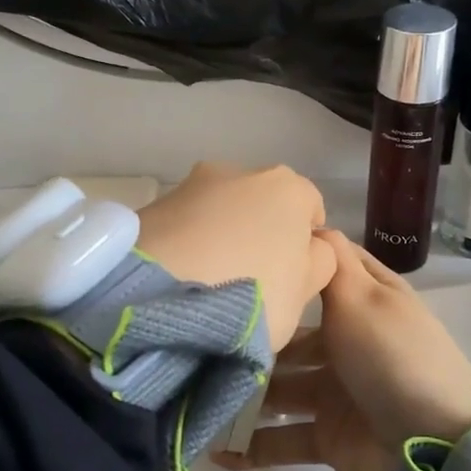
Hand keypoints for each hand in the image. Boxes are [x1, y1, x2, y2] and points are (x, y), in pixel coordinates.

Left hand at [132, 163, 336, 349]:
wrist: (162, 298)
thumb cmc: (254, 294)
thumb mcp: (305, 291)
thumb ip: (318, 261)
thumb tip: (310, 246)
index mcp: (287, 187)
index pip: (310, 207)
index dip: (306, 242)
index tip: (293, 276)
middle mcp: (240, 171)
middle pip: (261, 203)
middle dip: (259, 232)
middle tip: (250, 279)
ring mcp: (191, 184)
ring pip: (218, 210)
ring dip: (219, 235)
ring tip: (208, 282)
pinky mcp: (152, 205)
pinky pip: (183, 224)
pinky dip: (186, 243)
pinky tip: (179, 278)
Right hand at [215, 230, 470, 470]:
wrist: (434, 449)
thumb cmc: (392, 358)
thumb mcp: (363, 297)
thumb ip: (331, 261)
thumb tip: (308, 221)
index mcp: (365, 301)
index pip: (324, 271)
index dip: (289, 263)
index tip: (238, 256)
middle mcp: (350, 341)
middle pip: (292, 335)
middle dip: (254, 339)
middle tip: (202, 342)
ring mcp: (339, 391)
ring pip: (281, 388)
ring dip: (244, 394)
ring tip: (196, 396)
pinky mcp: (330, 436)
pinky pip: (285, 439)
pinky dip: (254, 447)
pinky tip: (217, 451)